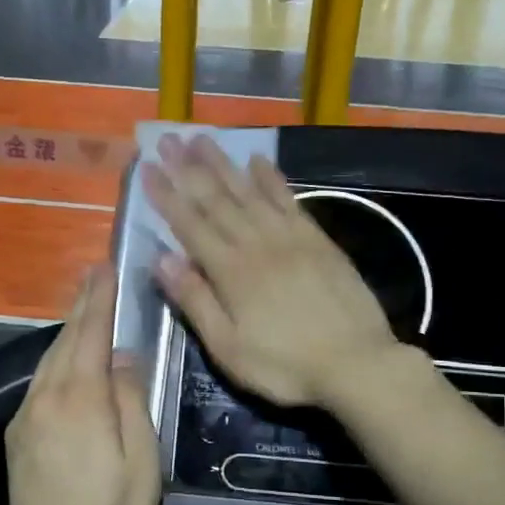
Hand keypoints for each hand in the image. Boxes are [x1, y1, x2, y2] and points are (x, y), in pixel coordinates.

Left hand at [5, 265, 159, 504]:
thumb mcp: (142, 459)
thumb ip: (131, 400)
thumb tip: (121, 357)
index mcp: (80, 400)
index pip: (91, 336)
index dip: (99, 300)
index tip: (105, 268)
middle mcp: (46, 398)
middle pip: (65, 341)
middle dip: (81, 305)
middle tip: (94, 274)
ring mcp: (27, 417)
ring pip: (48, 360)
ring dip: (66, 330)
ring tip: (82, 306)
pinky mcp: (18, 436)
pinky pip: (39, 382)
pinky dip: (55, 358)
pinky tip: (65, 358)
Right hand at [144, 133, 400, 408]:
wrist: (357, 363)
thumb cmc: (285, 366)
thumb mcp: (229, 348)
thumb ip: (195, 301)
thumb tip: (161, 259)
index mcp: (231, 272)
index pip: (190, 225)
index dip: (167, 195)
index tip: (148, 168)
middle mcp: (257, 244)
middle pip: (217, 200)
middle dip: (189, 168)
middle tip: (169, 139)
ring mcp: (290, 238)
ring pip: (250, 192)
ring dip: (224, 164)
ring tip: (203, 139)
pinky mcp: (317, 240)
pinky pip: (289, 200)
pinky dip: (271, 179)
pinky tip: (258, 161)